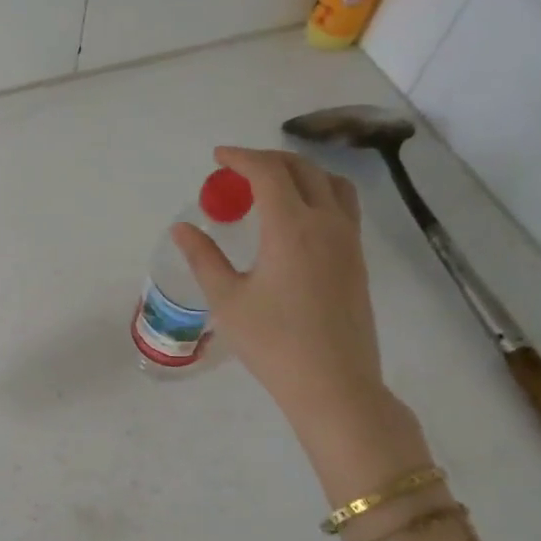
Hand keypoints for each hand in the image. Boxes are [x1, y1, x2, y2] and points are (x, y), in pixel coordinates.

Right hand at [173, 148, 388, 435]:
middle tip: (238, 169)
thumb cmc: (272, 342)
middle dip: (268, 160)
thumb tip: (183, 228)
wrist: (333, 383)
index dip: (241, 158)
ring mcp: (348, 241)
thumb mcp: (226, 299)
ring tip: (271, 185)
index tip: (218, 158)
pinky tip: (295, 218)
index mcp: (291, 227)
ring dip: (300, 173)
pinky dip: (317, 193)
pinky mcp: (357, 260)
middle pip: (303, 170)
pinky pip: (342, 207)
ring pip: (331, 184)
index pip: (268, 172)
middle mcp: (326, 223)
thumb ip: (204, 257)